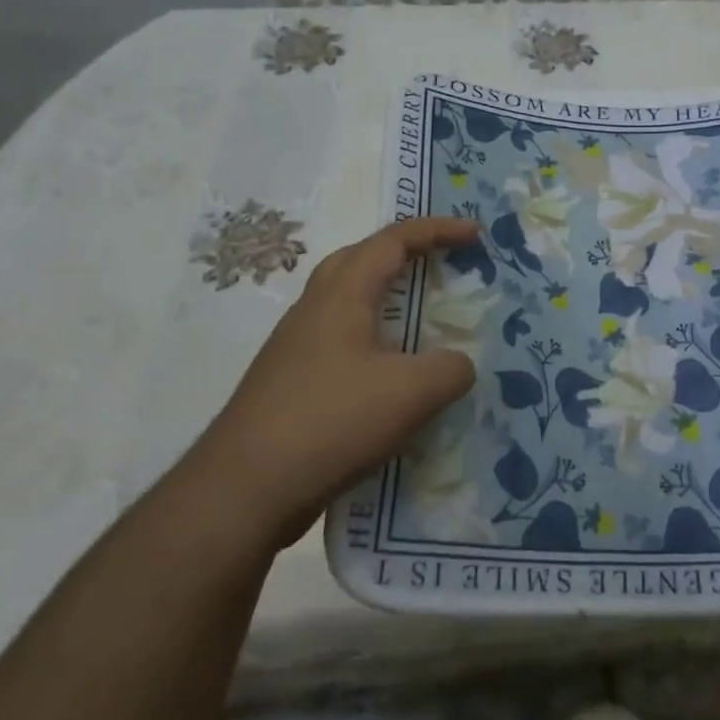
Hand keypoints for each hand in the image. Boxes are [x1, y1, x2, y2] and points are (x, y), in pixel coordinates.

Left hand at [198, 217, 478, 541]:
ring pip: (346, 304)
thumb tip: (459, 365)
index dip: (436, 230)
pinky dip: (374, 342)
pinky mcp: (290, 384)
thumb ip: (450, 369)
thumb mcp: (411, 393)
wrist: (245, 489)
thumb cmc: (331, 422)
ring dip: (385, 299)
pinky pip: (341, 344)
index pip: (392, 242)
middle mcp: (313, 311)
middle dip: (403, 252)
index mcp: (341, 297)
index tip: (474, 234)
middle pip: (359, 260)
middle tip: (440, 263)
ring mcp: (296, 349)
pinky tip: (390, 378)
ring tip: (420, 320)